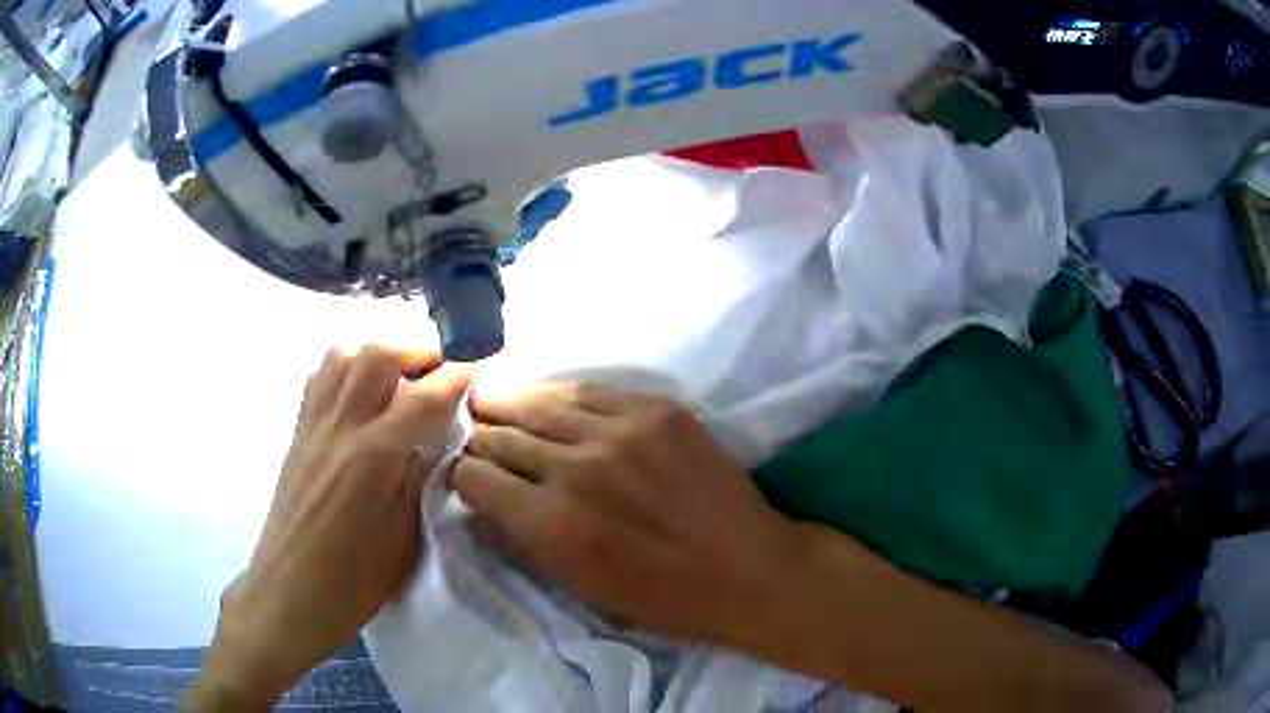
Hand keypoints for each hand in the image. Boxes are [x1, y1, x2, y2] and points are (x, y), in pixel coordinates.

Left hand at [189, 346, 472, 710]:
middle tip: (439, 372)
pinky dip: (346, 368)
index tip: (479, 365)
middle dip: (417, 350)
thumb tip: (433, 440)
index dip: (457, 374)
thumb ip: (419, 479)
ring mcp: (314, 425)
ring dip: (378, 354)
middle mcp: (342, 427)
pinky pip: (320, 377)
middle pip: (378, 354)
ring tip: (399, 378)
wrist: (291, 591)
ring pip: (344, 354)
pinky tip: (359, 394)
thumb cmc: (355, 580)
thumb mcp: (405, 538)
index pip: (424, 396)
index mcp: (375, 457)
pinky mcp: (297, 432)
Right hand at [455, 382, 800, 641]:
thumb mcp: (579, 586)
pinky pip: (590, 390)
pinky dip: (562, 397)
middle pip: (500, 435)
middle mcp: (577, 470)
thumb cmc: (663, 598)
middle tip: (475, 433)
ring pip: (539, 401)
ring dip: (509, 404)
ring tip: (492, 399)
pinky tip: (551, 398)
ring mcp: (621, 432)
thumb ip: (523, 538)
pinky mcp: (657, 410)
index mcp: (552, 526)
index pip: (475, 478)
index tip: (469, 475)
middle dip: (480, 437)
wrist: (748, 569)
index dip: (464, 475)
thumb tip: (483, 496)